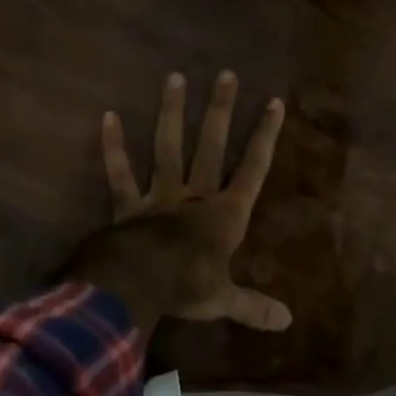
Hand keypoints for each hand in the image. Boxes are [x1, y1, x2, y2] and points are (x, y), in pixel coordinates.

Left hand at [70, 70, 290, 335]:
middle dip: (220, 110)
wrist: (139, 285)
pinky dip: (113, 147)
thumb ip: (253, 306)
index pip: (252, 169)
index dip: (264, 136)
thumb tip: (287, 322)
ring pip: (168, 147)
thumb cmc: (187, 289)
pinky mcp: (128, 204)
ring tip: (174, 77)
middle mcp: (195, 196)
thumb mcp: (224, 300)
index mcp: (224, 215)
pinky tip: (108, 116)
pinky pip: (120, 173)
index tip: (274, 102)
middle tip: (226, 74)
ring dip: (172, 113)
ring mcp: (159, 195)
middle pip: (211, 145)